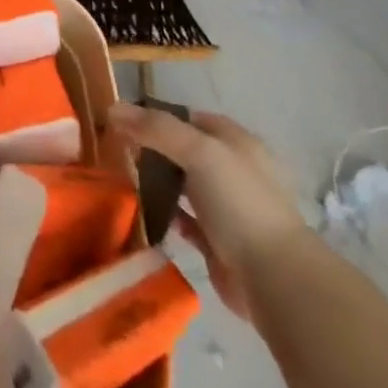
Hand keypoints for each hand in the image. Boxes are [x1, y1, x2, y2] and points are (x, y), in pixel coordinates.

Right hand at [106, 104, 310, 329]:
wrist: (274, 279)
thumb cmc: (239, 203)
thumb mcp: (199, 152)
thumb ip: (157, 128)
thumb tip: (114, 108)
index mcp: (236, 142)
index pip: (190, 119)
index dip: (157, 117)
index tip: (123, 122)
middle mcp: (232, 171)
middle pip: (185, 151)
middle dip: (153, 150)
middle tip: (116, 152)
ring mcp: (227, 209)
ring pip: (183, 186)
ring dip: (157, 183)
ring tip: (121, 180)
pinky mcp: (217, 243)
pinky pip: (184, 221)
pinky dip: (164, 216)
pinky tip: (141, 214)